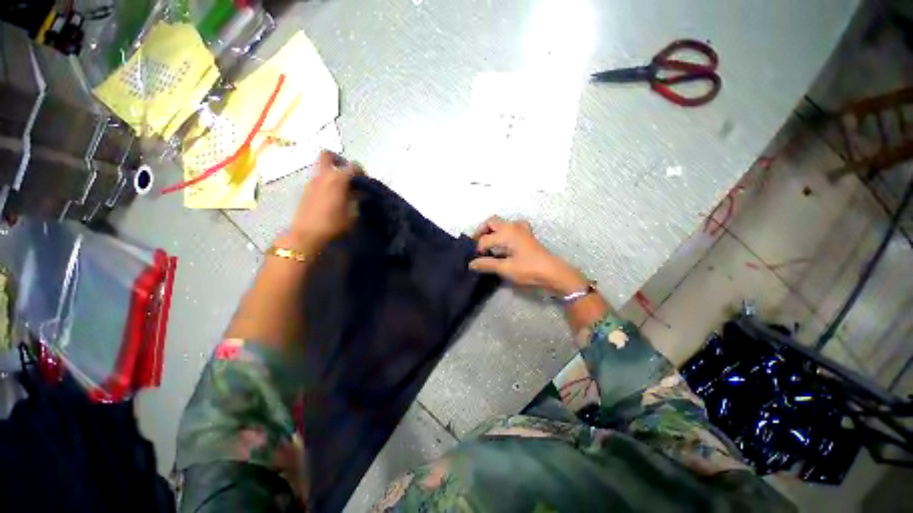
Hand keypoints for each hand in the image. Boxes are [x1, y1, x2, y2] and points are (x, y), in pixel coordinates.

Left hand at [284, 151, 361, 250]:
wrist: (307, 235)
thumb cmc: (334, 224)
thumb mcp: (352, 213)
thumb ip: (357, 199)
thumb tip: (361, 192)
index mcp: (337, 179)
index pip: (353, 166)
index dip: (361, 172)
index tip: (365, 182)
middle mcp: (323, 176)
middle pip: (328, 155)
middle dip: (339, 160)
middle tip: (347, 173)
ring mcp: (312, 182)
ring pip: (322, 169)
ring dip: (332, 174)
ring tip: (342, 190)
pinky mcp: (306, 191)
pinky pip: (318, 180)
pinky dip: (326, 183)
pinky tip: (333, 198)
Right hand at [469, 216, 587, 294]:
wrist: (553, 272)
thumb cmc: (529, 269)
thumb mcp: (506, 268)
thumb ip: (487, 264)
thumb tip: (471, 264)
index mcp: (506, 233)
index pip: (485, 239)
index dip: (477, 249)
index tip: (475, 260)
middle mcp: (513, 227)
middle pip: (492, 222)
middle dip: (481, 231)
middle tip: (476, 244)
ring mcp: (521, 229)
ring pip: (502, 223)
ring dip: (492, 230)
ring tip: (488, 243)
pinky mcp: (527, 235)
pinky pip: (512, 227)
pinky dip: (504, 232)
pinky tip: (505, 243)